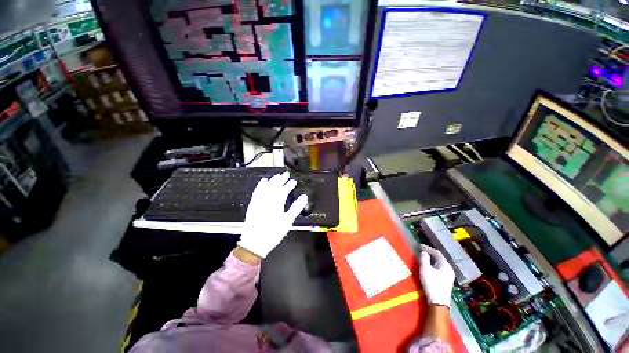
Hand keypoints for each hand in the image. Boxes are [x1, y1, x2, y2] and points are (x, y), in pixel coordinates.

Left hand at [237, 172, 307, 257]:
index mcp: (277, 203)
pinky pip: (256, 191)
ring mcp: (259, 201)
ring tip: (277, 176)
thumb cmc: (273, 233)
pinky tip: (263, 181)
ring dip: (272, 180)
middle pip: (275, 186)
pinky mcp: (253, 204)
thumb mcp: (288, 221)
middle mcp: (267, 199)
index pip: (284, 190)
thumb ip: (296, 207)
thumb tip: (304, 197)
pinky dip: (260, 185)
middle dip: (281, 179)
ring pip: (266, 187)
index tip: (293, 181)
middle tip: (286, 174)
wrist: (254, 243)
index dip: (289, 185)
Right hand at [419, 245, 454, 307]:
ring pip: (440, 263)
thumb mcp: (425, 269)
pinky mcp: (447, 281)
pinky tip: (429, 267)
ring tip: (424, 258)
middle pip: (439, 258)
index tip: (419, 246)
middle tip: (421, 251)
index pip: (436, 252)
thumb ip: (424, 258)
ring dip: (432, 259)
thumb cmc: (432, 283)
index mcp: (445, 264)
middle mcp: (449, 268)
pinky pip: (440, 268)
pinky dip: (434, 265)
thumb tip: (424, 252)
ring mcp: (449, 275)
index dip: (428, 248)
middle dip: (430, 253)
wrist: (439, 302)